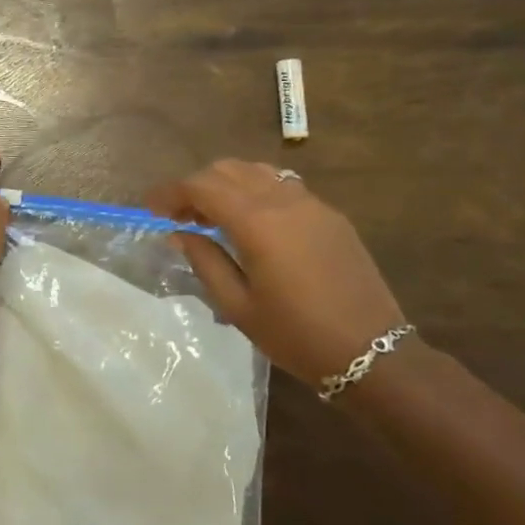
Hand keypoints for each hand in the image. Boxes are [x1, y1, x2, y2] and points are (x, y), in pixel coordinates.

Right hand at [147, 160, 406, 386]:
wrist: (374, 354)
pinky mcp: (331, 216)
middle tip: (178, 216)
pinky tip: (250, 222)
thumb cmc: (296, 335)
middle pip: (227, 170)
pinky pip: (282, 186)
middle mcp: (283, 201)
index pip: (201, 187)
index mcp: (257, 222)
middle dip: (196, 185)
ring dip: (226, 184)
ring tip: (212, 215)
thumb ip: (204, 260)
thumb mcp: (237, 305)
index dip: (170, 192)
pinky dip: (254, 191)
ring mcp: (312, 204)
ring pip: (256, 172)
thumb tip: (178, 233)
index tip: (150, 208)